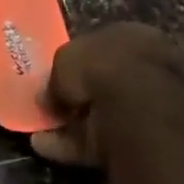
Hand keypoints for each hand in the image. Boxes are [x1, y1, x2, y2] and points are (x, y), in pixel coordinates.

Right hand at [31, 23, 183, 168]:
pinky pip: (98, 142)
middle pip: (103, 84)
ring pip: (100, 115)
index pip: (103, 46)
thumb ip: (57, 74)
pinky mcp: (138, 143)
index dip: (78, 60)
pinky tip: (43, 146)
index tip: (57, 73)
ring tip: (37, 130)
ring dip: (70, 123)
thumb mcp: (67, 57)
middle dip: (76, 95)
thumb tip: (48, 94)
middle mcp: (145, 70)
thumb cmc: (103, 67)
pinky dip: (70, 146)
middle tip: (49, 103)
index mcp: (135, 37)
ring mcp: (146, 109)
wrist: (137, 111)